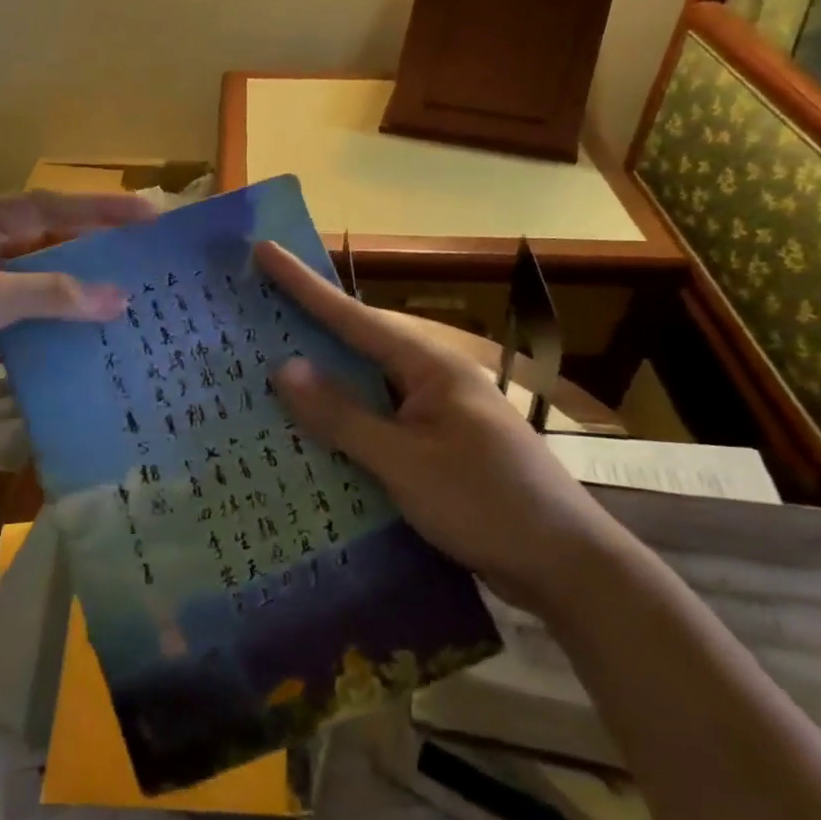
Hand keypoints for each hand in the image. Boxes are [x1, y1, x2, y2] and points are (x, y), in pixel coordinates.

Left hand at [0, 191, 155, 446]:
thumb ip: (50, 294)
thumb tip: (119, 299)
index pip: (43, 208)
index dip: (97, 210)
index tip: (147, 215)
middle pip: (41, 246)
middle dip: (90, 252)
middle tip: (144, 259)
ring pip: (33, 289)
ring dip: (73, 296)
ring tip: (126, 300)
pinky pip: (20, 326)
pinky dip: (50, 332)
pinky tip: (86, 341)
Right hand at [254, 241, 616, 611]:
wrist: (567, 567)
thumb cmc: (488, 504)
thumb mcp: (406, 462)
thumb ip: (343, 416)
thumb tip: (284, 368)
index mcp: (430, 367)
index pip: (354, 317)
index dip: (304, 285)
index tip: (264, 251)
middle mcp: (432, 381)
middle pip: (358, 346)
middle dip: (306, 329)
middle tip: (252, 313)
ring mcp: (436, 416)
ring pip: (365, 388)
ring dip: (322, 384)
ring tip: (266, 371)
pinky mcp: (437, 449)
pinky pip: (377, 424)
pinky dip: (343, 424)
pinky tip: (311, 435)